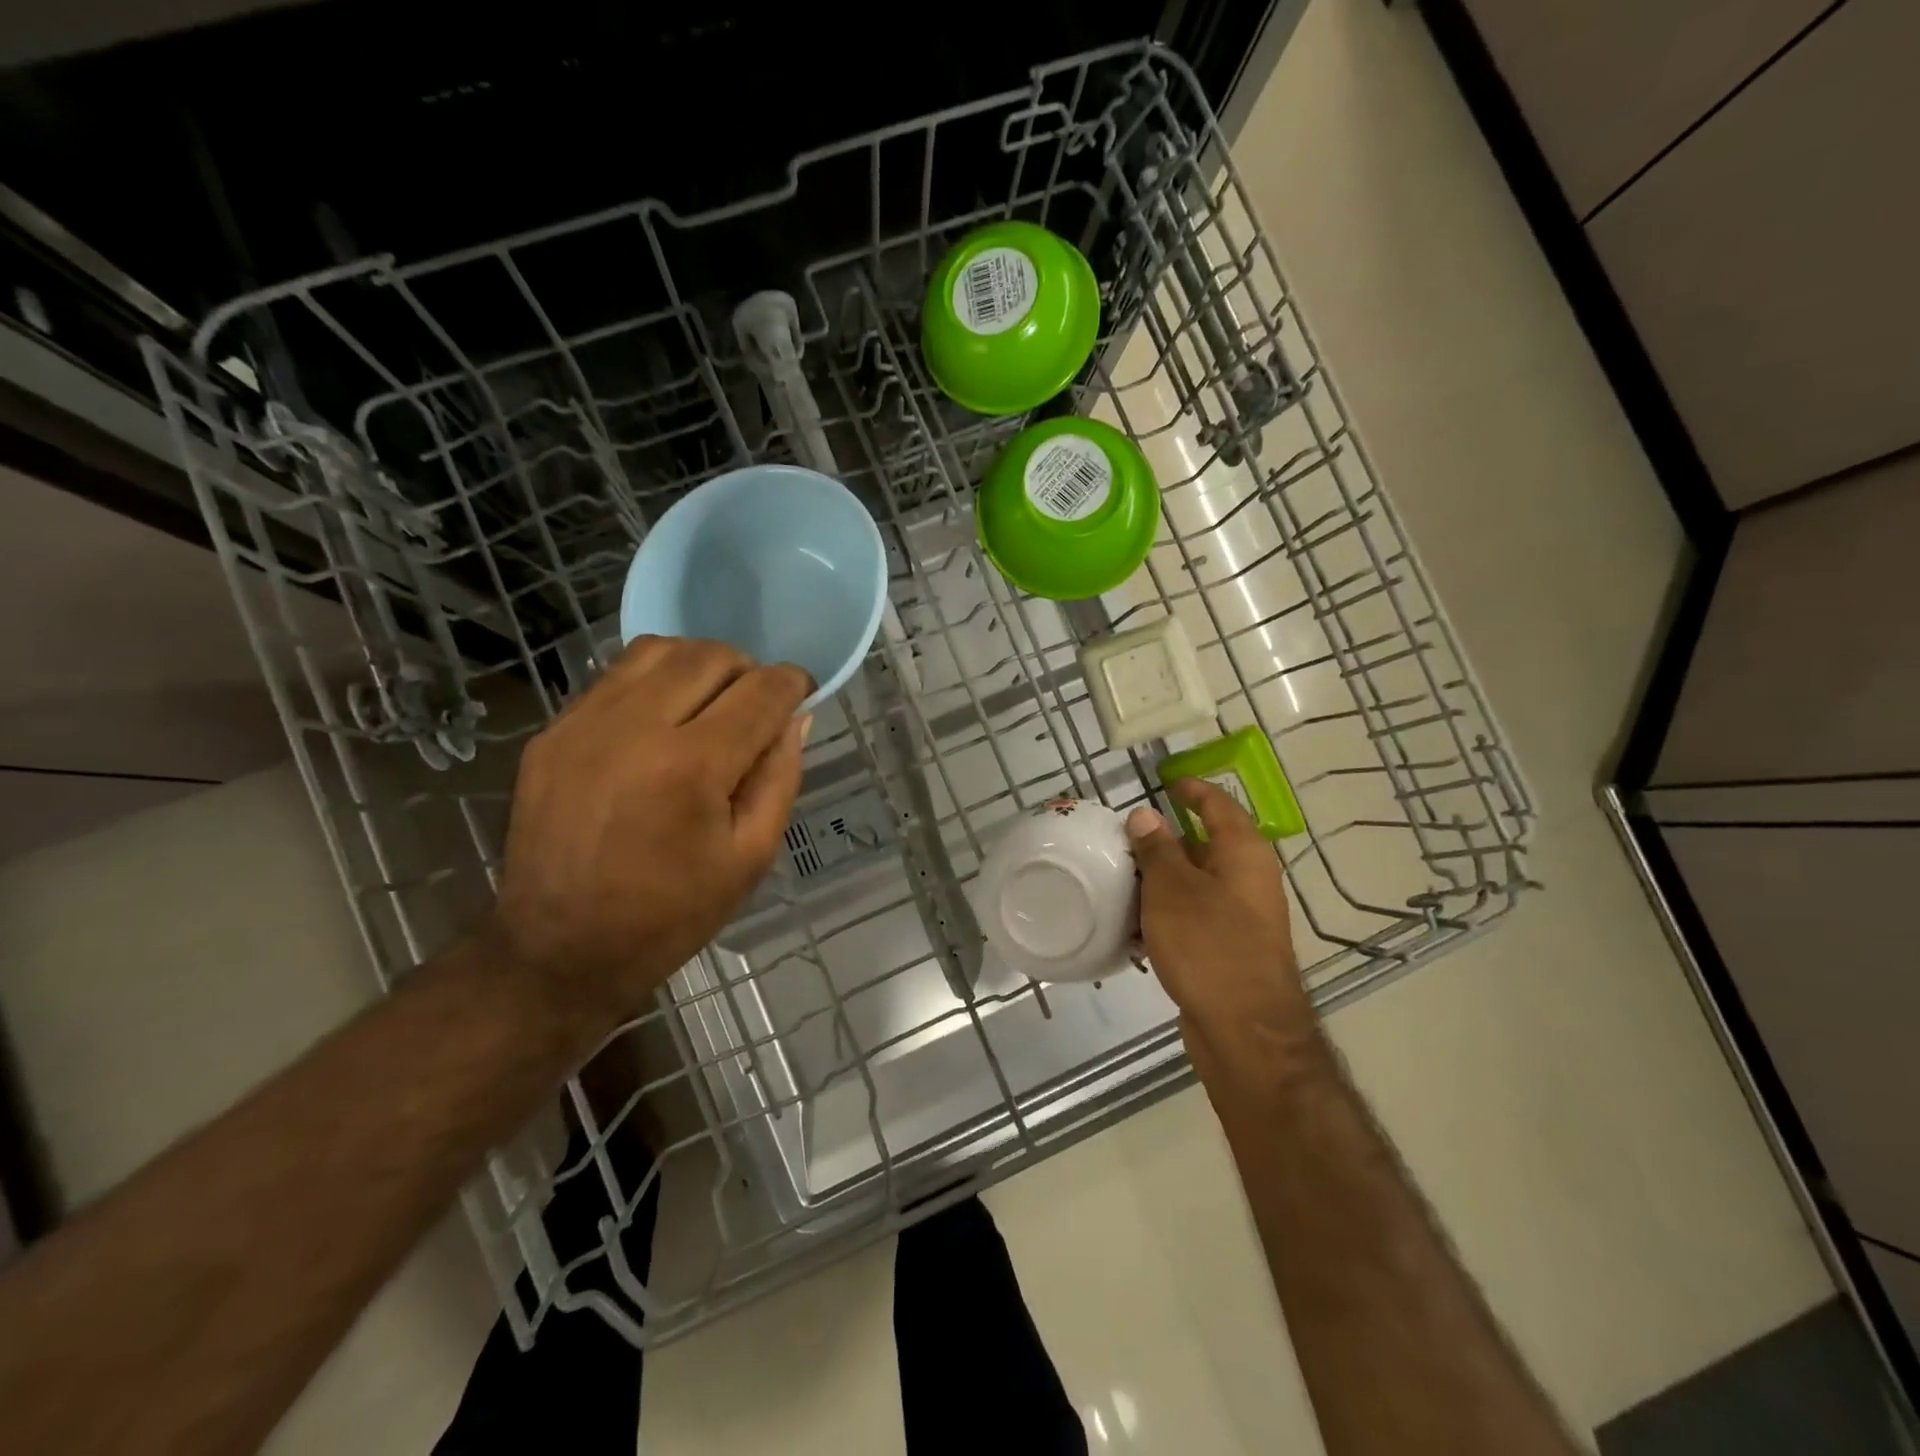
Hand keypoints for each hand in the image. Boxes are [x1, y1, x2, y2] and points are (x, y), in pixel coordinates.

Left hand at [489, 637, 811, 1044]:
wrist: (560, 949)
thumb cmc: (672, 913)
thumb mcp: (751, 856)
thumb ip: (780, 777)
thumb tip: (796, 718)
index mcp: (692, 767)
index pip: (760, 691)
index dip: (792, 683)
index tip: (802, 692)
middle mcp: (635, 728)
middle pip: (710, 656)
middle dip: (748, 670)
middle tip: (756, 706)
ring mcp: (584, 724)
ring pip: (658, 650)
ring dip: (699, 665)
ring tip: (710, 701)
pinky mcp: (553, 733)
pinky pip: (615, 677)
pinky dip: (654, 682)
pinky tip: (662, 720)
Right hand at [1127, 780, 1324, 1100]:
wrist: (1245, 1031)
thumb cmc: (1209, 946)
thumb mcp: (1172, 889)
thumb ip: (1157, 848)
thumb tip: (1145, 815)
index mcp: (1244, 852)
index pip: (1218, 804)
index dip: (1192, 790)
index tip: (1165, 781)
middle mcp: (1249, 878)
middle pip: (1205, 844)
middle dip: (1165, 839)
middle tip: (1124, 836)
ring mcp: (1242, 916)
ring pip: (1196, 883)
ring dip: (1162, 879)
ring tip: (1121, 878)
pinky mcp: (1229, 948)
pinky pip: (1194, 916)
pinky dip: (1167, 913)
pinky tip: (1135, 927)